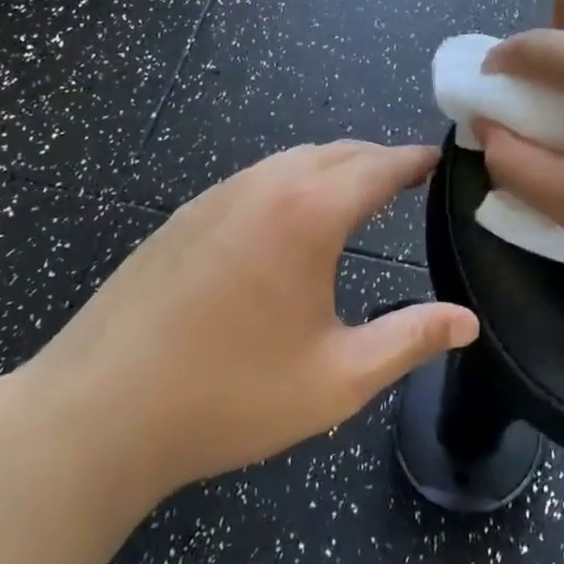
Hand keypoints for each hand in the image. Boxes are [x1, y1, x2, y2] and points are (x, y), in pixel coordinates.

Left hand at [15, 142, 477, 507]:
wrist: (96, 412)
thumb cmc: (229, 396)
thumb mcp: (336, 378)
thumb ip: (409, 340)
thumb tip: (467, 321)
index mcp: (308, 213)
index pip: (379, 165)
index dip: (416, 160)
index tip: (442, 160)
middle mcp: (265, 185)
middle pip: (337, 152)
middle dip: (378, 160)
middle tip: (409, 182)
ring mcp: (217, 195)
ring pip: (292, 160)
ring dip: (333, 167)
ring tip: (357, 197)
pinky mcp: (184, 214)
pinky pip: (255, 178)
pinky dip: (291, 181)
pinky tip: (287, 222)